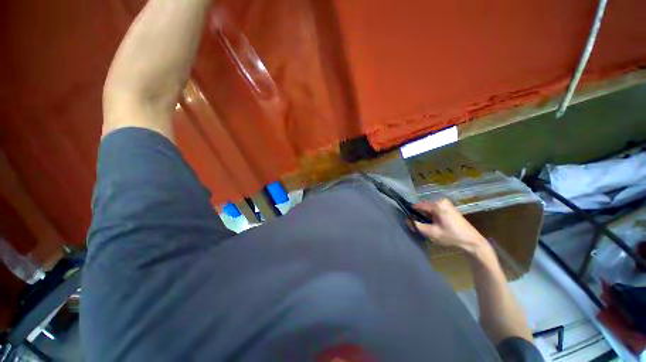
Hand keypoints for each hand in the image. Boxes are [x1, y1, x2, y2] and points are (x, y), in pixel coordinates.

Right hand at [408, 199, 488, 255]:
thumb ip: (417, 225)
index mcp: (437, 205)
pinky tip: (434, 225)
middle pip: (423, 207)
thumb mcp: (431, 233)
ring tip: (428, 227)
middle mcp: (441, 201)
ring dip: (426, 217)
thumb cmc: (452, 236)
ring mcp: (446, 203)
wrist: (472, 241)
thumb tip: (407, 220)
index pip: (417, 206)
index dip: (412, 214)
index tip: (410, 222)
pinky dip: (432, 216)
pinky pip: (434, 210)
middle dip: (419, 216)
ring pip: (429, 209)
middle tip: (420, 227)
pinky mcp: (449, 207)